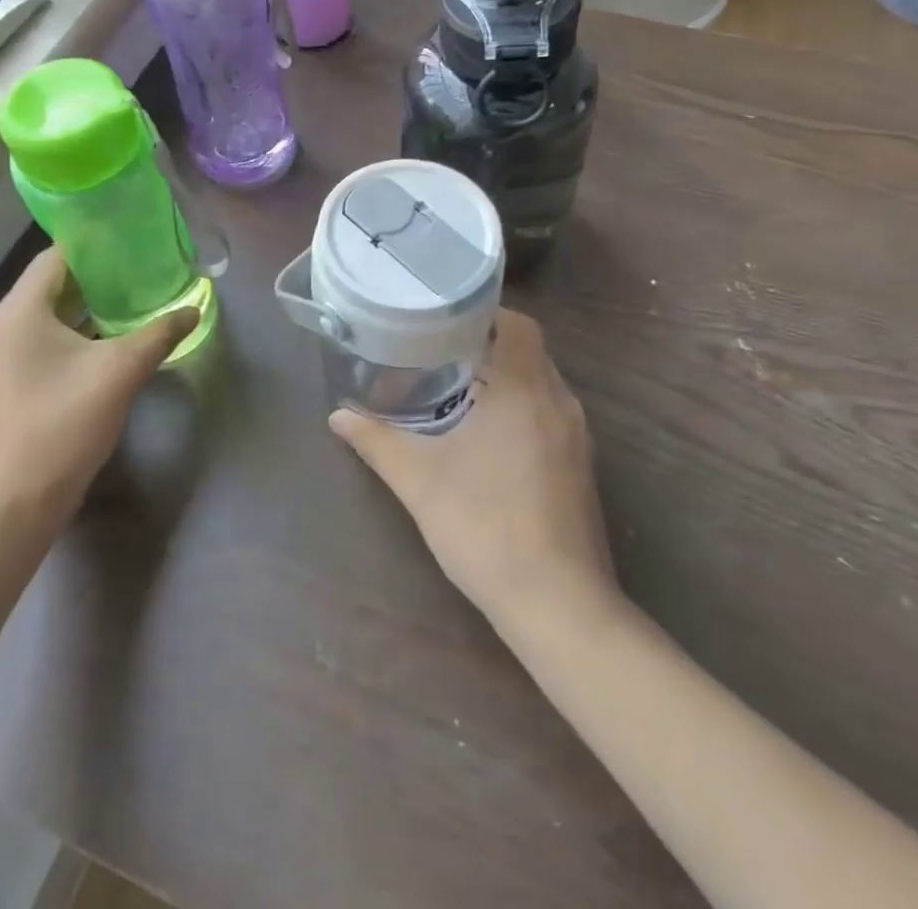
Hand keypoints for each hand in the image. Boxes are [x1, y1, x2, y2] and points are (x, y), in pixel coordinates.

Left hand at [0, 249, 196, 529]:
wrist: (16, 502)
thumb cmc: (64, 423)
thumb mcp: (120, 372)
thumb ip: (159, 333)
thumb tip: (193, 309)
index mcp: (17, 311)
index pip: (55, 258)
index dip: (94, 246)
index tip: (131, 242)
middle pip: (49, 285)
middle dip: (95, 278)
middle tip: (139, 272)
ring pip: (43, 315)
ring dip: (83, 308)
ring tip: (129, 302)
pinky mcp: (0, 382)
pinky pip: (37, 340)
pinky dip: (68, 333)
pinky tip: (103, 342)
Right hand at [331, 309, 616, 626]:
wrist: (558, 605)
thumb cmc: (486, 526)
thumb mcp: (419, 480)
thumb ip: (377, 440)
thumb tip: (337, 416)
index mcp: (526, 390)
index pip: (518, 324)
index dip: (484, 313)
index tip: (445, 318)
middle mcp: (560, 403)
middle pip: (529, 350)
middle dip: (487, 344)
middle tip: (438, 348)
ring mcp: (577, 437)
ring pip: (541, 383)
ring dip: (505, 377)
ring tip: (455, 385)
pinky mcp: (580, 467)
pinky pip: (549, 414)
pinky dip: (520, 407)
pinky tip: (485, 434)